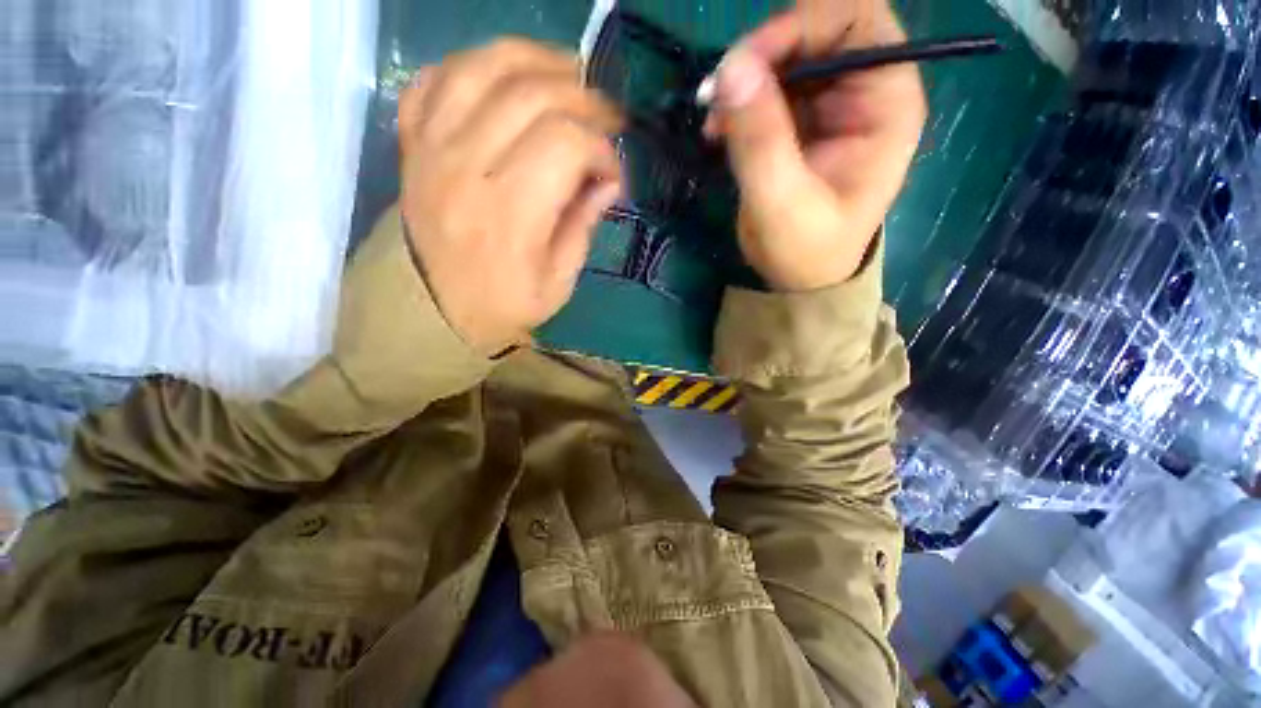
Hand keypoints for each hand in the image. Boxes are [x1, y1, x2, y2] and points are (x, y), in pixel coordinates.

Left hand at [398, 39, 622, 354]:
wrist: (433, 311)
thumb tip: (608, 180)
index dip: (601, 149)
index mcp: (510, 214)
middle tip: (606, 120)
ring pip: (484, 66)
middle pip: (532, 93)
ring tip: (568, 76)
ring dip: (536, 60)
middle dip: (584, 98)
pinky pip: (437, 77)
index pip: (566, 143)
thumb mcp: (558, 282)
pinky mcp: (413, 142)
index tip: (613, 174)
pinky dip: (476, 65)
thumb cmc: (504, 305)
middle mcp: (467, 167)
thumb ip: (583, 225)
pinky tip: (505, 80)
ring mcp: (432, 147)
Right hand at [705, 1, 926, 290]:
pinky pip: (766, 88)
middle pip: (816, 31)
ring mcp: (830, 105)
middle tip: (719, 93)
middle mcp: (863, 91)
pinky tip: (717, 131)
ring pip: (785, 57)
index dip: (799, 27)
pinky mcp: (800, 122)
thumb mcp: (782, 201)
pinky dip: (737, 101)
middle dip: (763, 55)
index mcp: (885, 102)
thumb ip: (761, 138)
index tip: (746, 65)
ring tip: (714, 123)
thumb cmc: (806, 250)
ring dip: (743, 81)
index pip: (855, 20)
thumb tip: (731, 67)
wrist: (800, 279)